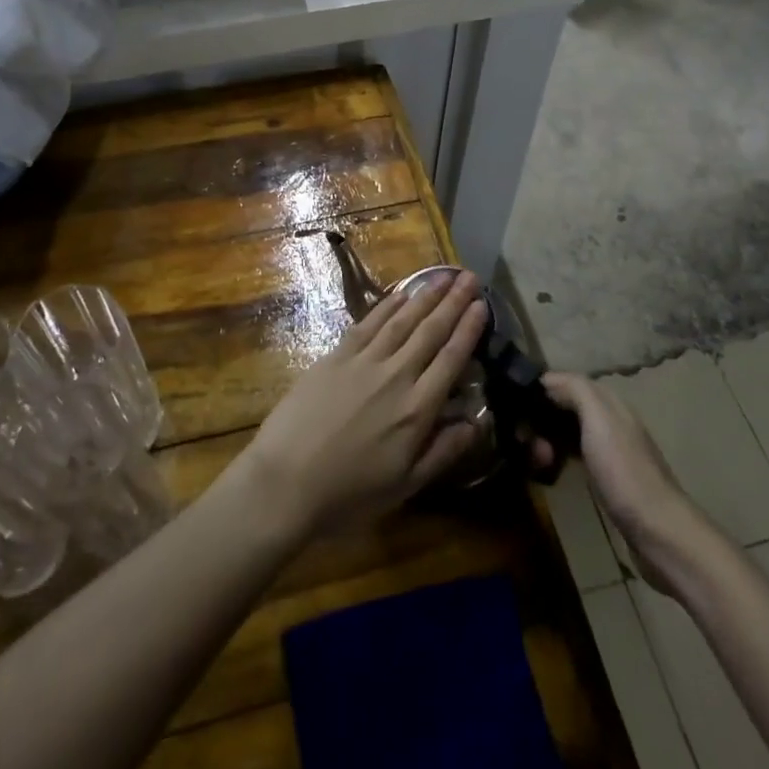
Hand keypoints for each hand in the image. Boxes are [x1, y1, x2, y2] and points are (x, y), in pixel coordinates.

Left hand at [240, 269, 488, 538]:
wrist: (286, 480)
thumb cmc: (349, 493)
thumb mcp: (405, 486)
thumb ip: (443, 451)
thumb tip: (476, 422)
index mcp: (417, 409)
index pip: (451, 358)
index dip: (468, 329)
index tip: (482, 305)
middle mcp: (396, 375)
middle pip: (430, 331)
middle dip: (452, 301)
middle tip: (470, 277)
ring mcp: (363, 361)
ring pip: (402, 320)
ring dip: (424, 296)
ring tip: (443, 276)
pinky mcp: (336, 356)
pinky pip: (368, 323)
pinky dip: (387, 306)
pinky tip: (401, 293)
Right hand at [533, 373, 706, 589]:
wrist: (660, 533)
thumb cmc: (625, 472)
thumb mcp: (599, 420)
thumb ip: (577, 390)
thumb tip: (548, 379)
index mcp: (611, 404)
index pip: (568, 382)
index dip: (541, 389)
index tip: (514, 404)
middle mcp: (612, 423)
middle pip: (567, 407)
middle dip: (542, 418)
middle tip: (524, 440)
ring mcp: (612, 453)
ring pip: (570, 433)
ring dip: (548, 440)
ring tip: (534, 459)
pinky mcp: (610, 481)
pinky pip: (576, 457)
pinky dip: (560, 458)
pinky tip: (549, 471)